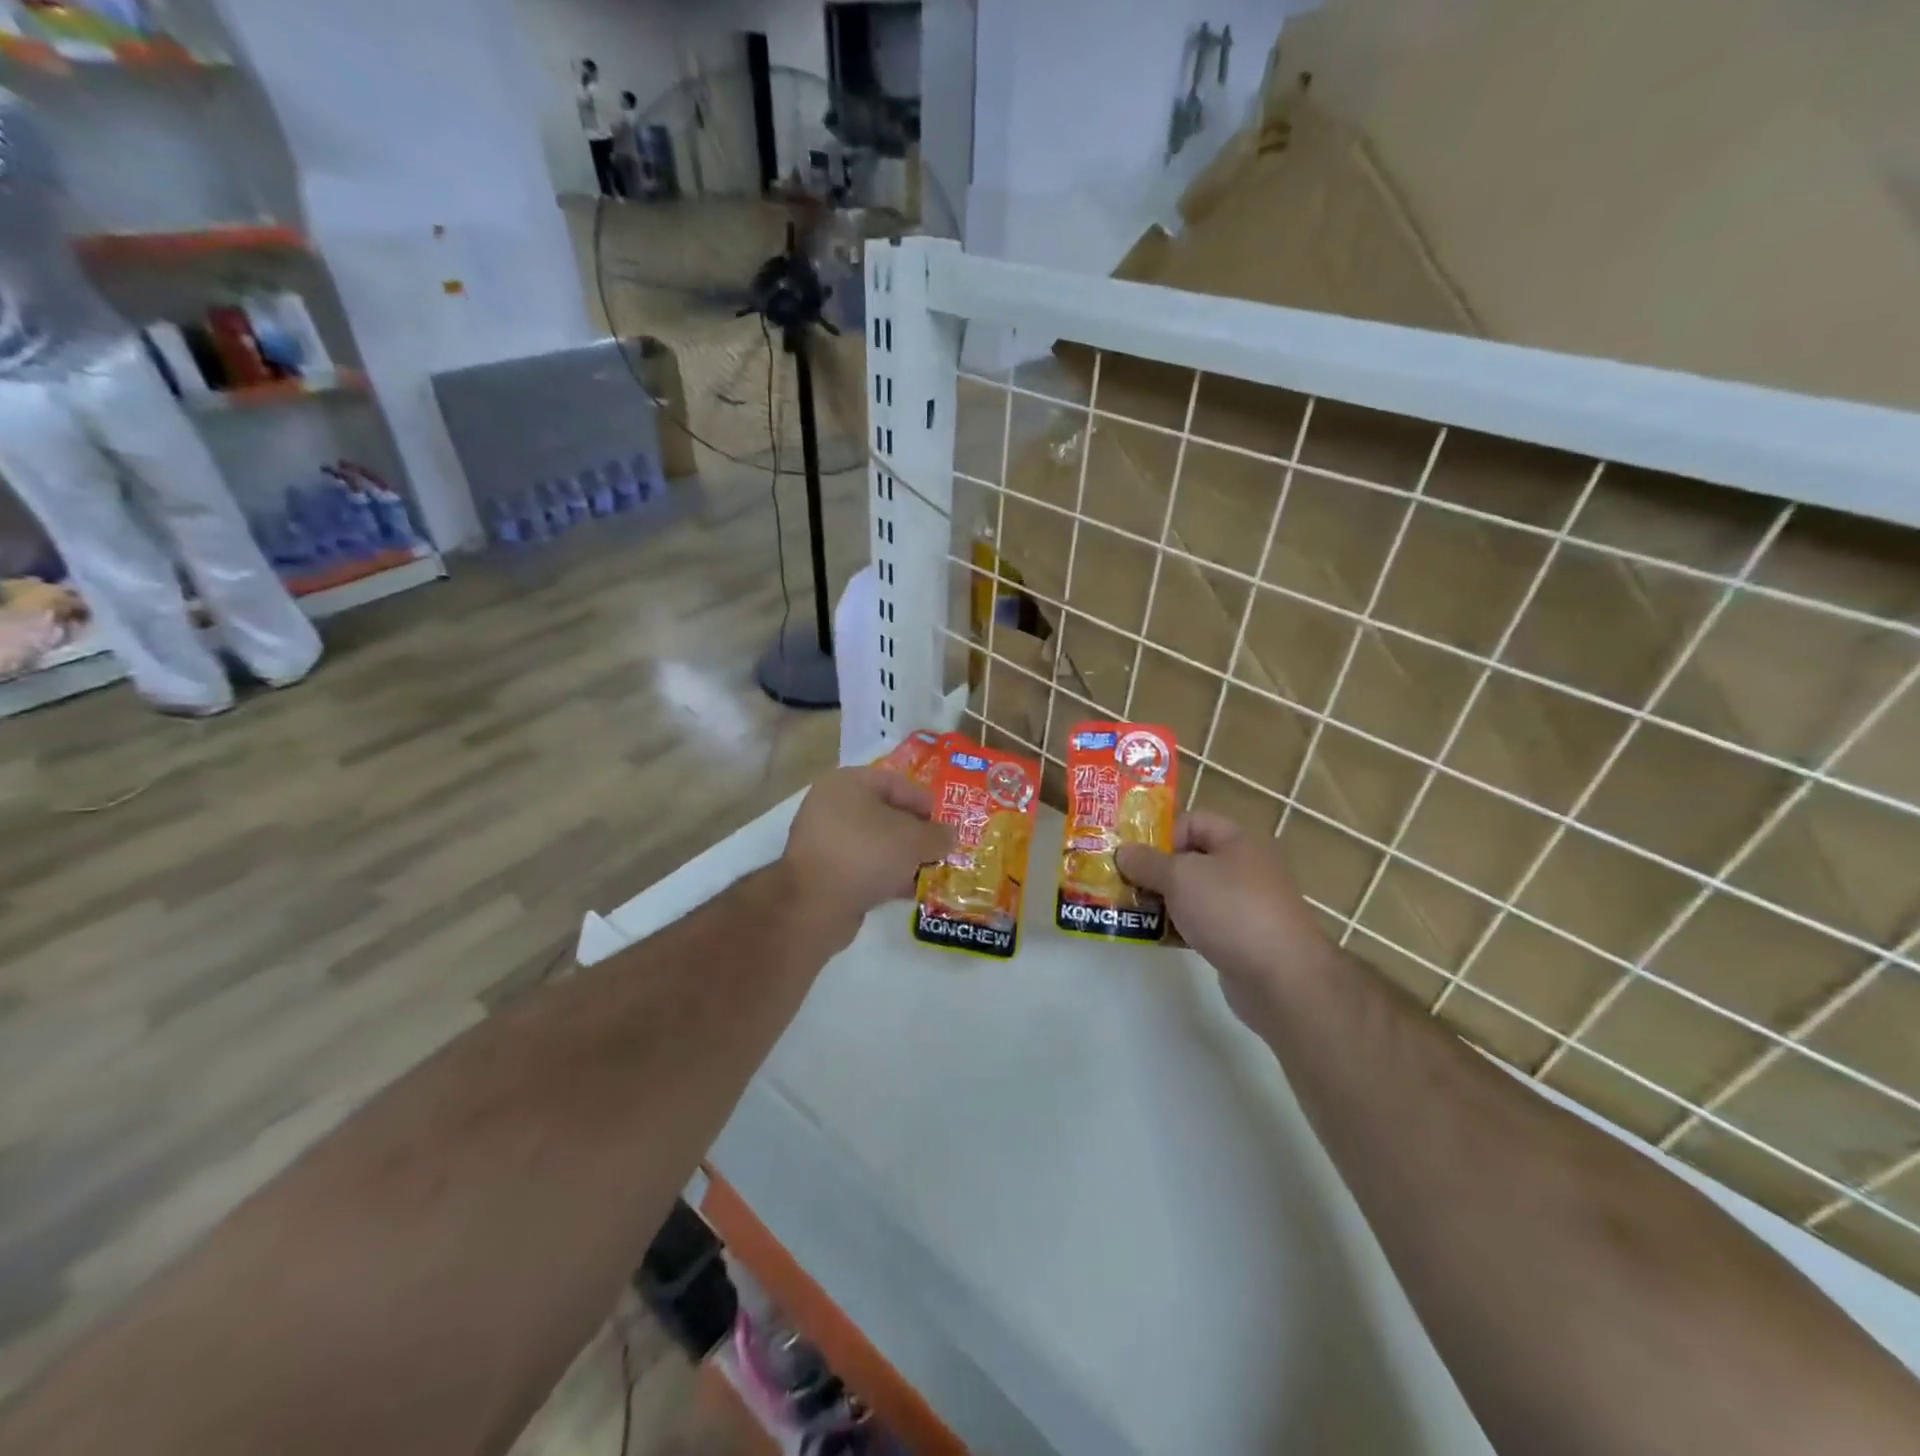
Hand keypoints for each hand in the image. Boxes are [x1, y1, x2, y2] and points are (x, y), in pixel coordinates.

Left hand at [781, 767, 954, 947]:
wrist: (814, 904)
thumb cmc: (866, 853)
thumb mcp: (913, 840)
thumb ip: (937, 834)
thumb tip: (950, 835)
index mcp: (848, 783)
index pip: (897, 783)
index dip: (926, 802)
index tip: (948, 824)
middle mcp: (831, 804)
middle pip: (886, 813)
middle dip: (916, 833)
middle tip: (941, 849)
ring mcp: (824, 839)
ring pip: (875, 842)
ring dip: (903, 857)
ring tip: (930, 872)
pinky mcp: (823, 871)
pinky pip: (862, 866)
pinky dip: (885, 875)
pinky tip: (908, 890)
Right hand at [1115, 813, 1335, 1021]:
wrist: (1282, 978)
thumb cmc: (1230, 911)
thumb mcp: (1180, 877)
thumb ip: (1147, 862)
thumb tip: (1123, 851)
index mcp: (1236, 841)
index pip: (1192, 821)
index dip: (1161, 833)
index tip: (1134, 856)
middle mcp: (1243, 867)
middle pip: (1189, 858)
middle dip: (1154, 870)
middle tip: (1122, 884)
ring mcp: (1244, 904)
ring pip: (1192, 893)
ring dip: (1162, 901)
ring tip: (1130, 912)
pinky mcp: (1240, 938)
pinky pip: (1200, 922)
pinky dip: (1177, 927)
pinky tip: (1154, 937)